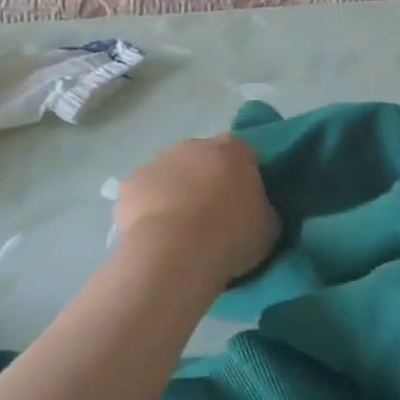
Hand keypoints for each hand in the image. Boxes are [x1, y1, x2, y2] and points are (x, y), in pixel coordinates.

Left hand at [114, 134, 278, 283]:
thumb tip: (257, 209)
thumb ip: (264, 208)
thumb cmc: (230, 236)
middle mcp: (195, 145)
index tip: (245, 202)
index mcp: (234, 149)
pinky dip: (148, 208)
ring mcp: (158, 161)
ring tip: (180, 230)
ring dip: (176, 191)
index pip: (244, 154)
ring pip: (171, 173)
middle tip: (213, 216)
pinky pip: (143, 194)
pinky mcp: (130, 184)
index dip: (244, 177)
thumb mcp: (269, 226)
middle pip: (204, 159)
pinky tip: (154, 234)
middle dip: (207, 180)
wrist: (175, 254)